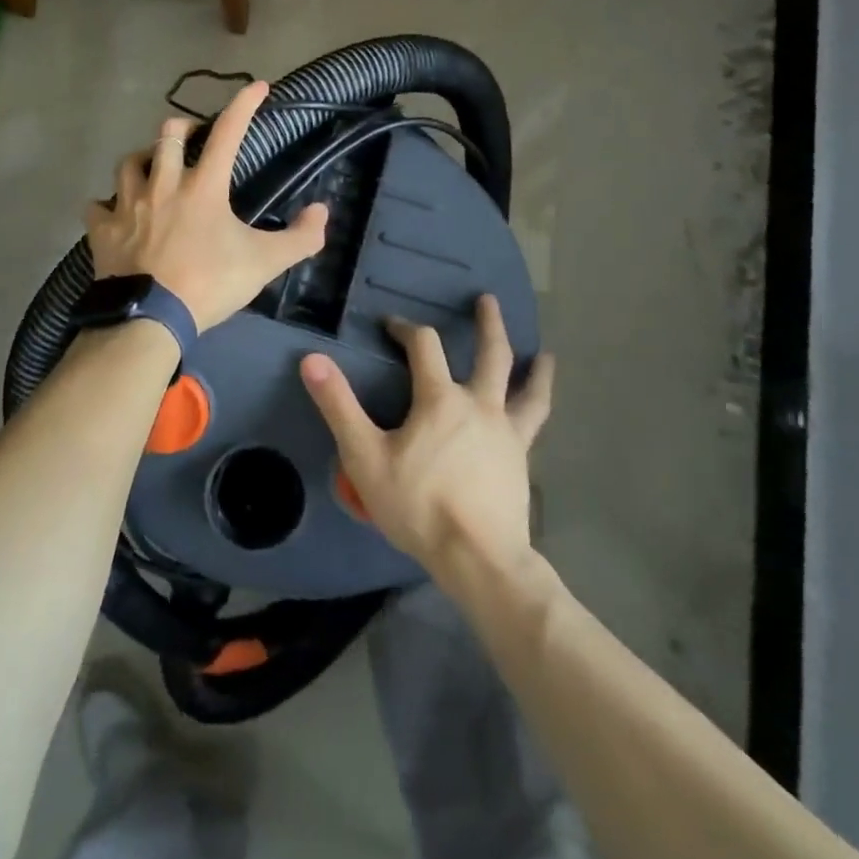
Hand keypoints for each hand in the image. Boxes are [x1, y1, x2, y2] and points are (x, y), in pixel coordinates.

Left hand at [85, 81, 328, 333]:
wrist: (151, 318)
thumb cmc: (209, 284)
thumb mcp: (265, 263)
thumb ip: (301, 238)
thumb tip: (322, 212)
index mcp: (203, 187)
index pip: (228, 133)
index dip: (244, 105)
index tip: (257, 86)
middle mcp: (163, 185)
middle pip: (168, 135)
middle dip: (183, 127)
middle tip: (192, 136)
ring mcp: (128, 205)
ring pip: (128, 162)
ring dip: (142, 159)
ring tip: (152, 167)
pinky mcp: (103, 230)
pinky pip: (97, 206)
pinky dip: (106, 205)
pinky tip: (113, 211)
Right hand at [301, 295, 554, 580]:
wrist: (478, 558)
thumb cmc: (417, 504)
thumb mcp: (365, 456)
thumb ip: (339, 406)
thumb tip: (312, 359)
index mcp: (440, 398)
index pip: (424, 345)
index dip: (406, 328)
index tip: (391, 325)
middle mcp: (479, 405)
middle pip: (491, 354)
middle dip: (488, 324)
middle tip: (487, 300)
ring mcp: (507, 432)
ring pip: (526, 390)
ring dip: (535, 368)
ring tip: (546, 355)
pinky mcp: (521, 460)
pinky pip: (534, 424)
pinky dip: (539, 408)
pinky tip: (537, 411)